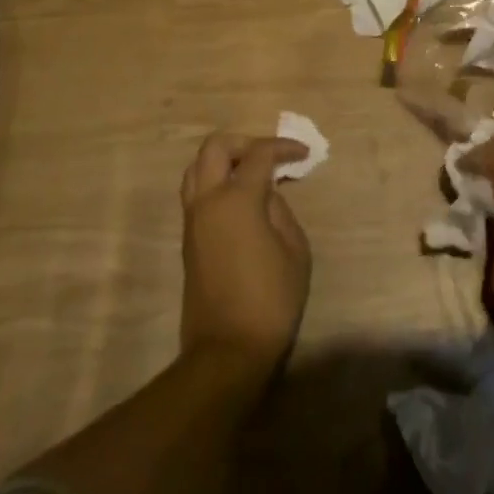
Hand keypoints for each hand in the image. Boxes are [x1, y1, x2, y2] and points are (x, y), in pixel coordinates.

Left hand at [179, 134, 312, 383]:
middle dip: (245, 142)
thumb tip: (266, 195)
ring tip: (252, 174)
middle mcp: (208, 201)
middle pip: (215, 147)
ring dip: (224, 160)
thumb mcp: (294, 250)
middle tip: (270, 157)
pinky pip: (196, 192)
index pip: (259, 154)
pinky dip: (216, 181)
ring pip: (196, 167)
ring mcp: (193, 220)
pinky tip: (241, 199)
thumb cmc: (271, 299)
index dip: (284, 147)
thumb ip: (280, 210)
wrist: (227, 350)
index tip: (304, 154)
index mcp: (236, 199)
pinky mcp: (188, 239)